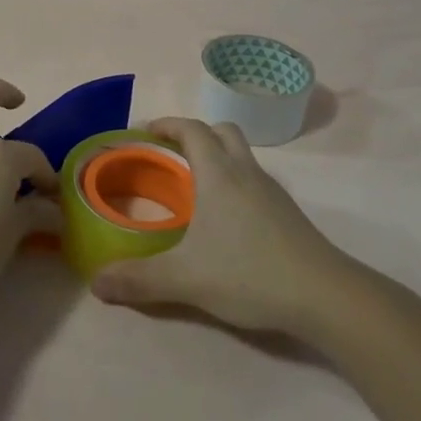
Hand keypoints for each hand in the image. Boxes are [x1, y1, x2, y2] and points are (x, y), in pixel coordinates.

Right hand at [90, 117, 349, 334]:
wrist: (325, 296)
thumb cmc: (249, 273)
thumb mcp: (186, 279)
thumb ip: (139, 280)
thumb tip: (96, 283)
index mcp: (219, 175)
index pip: (191, 130)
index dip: (166, 124)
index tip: (145, 132)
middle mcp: (246, 173)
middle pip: (222, 132)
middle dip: (195, 135)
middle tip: (170, 155)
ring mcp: (272, 193)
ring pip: (242, 156)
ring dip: (218, 158)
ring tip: (195, 189)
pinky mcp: (288, 214)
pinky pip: (255, 182)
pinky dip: (235, 184)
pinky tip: (226, 221)